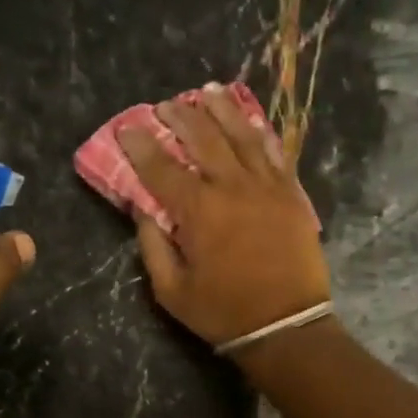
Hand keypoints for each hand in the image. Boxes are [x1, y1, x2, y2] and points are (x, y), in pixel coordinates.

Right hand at [115, 83, 329, 350]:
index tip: (126, 129)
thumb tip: (143, 212)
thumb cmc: (223, 312)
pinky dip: (260, 132)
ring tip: (207, 93)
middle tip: (165, 105)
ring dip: (222, 110)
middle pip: (203, 138)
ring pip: (242, 134)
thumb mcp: (172, 292)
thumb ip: (153, 248)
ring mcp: (267, 186)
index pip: (161, 168)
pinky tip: (251, 120)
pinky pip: (275, 152)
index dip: (140, 146)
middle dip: (180, 117)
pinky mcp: (292, 194)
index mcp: (198, 211)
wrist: (286, 325)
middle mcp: (232, 186)